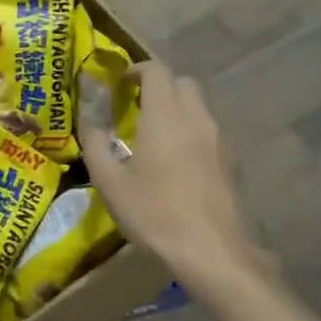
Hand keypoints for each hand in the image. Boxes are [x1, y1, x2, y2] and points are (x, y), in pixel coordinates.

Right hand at [80, 63, 265, 286]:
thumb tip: (89, 116)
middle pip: (182, 82)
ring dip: (178, 108)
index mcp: (165, 116)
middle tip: (137, 106)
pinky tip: (179, 161)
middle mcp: (196, 118)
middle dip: (160, 86)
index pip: (156, 70)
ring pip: (199, 106)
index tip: (120, 83)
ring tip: (156, 135)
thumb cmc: (154, 214)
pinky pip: (210, 130)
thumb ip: (95, 141)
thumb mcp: (110, 181)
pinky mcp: (232, 160)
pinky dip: (192, 131)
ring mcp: (219, 138)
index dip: (137, 69)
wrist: (212, 251)